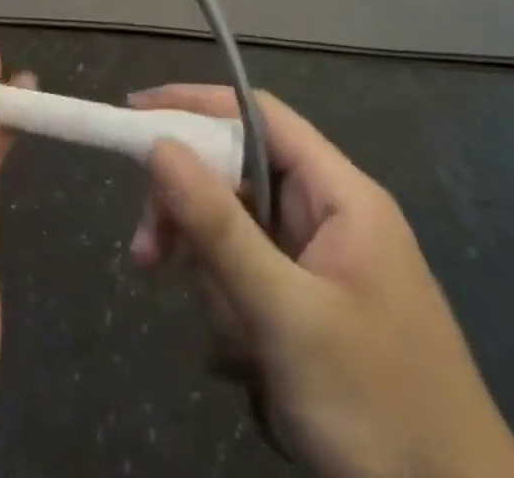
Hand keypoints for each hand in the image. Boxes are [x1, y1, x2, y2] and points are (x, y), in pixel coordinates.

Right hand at [128, 87, 513, 477]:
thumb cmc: (378, 407)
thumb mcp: (287, 317)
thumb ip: (219, 228)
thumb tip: (159, 145)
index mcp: (339, 193)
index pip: (257, 115)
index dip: (195, 105)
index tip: (135, 115)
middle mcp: (330, 215)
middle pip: (239, 178)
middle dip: (195, 219)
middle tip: (149, 257)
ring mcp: (322, 265)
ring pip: (239, 239)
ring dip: (219, 286)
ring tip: (241, 351)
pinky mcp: (313, 310)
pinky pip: (252, 285)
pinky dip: (237, 318)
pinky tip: (252, 370)